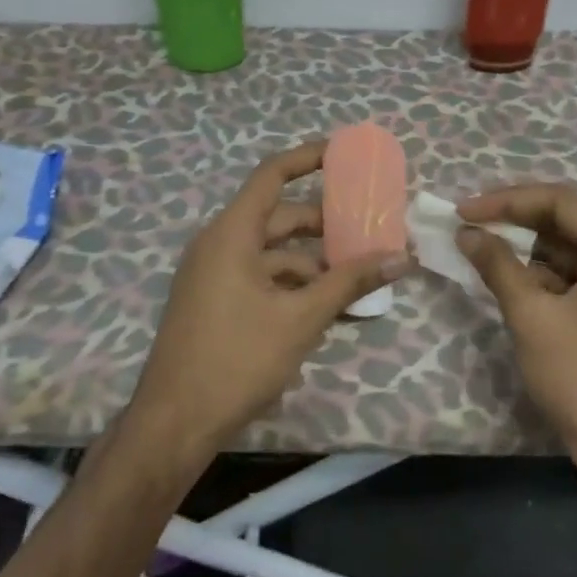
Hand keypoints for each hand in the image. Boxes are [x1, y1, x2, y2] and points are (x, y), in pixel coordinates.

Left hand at [126, 141, 411, 459]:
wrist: (175, 422)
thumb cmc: (237, 359)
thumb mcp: (301, 319)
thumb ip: (350, 282)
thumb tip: (400, 256)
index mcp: (232, 233)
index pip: (272, 175)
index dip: (308, 158)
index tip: (344, 154)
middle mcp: (219, 244)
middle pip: (278, 217)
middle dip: (324, 224)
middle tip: (369, 228)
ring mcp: (214, 275)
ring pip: (272, 253)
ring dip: (313, 263)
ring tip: (358, 277)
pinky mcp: (215, 302)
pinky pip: (260, 278)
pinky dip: (292, 286)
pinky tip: (325, 308)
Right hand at [455, 184, 576, 482]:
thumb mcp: (532, 316)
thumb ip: (497, 265)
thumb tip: (466, 232)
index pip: (562, 202)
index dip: (508, 201)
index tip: (463, 210)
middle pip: (568, 222)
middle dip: (516, 220)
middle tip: (469, 223)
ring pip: (568, 249)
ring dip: (526, 247)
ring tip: (479, 245)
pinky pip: (575, 276)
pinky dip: (541, 274)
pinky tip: (506, 276)